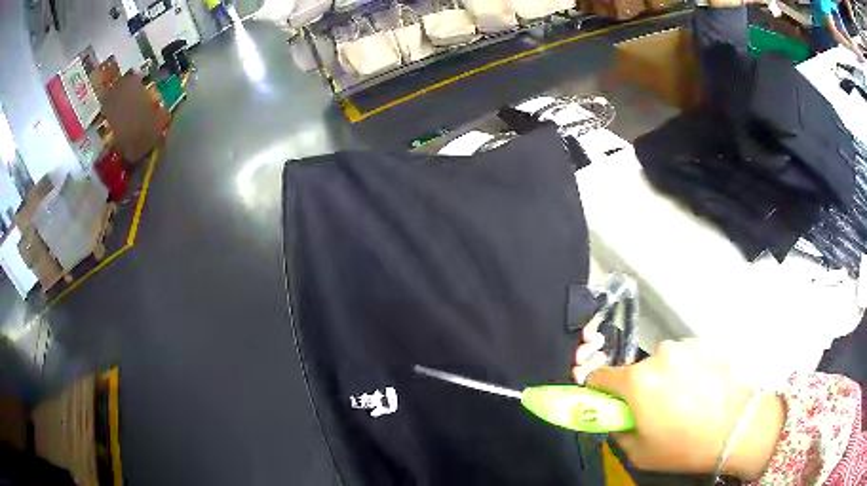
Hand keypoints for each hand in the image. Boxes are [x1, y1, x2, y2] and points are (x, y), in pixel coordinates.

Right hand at [573, 337, 784, 479]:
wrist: (739, 426)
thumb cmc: (686, 445)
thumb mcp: (639, 452)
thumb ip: (618, 432)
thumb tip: (617, 419)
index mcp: (637, 381)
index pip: (599, 375)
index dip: (599, 392)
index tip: (610, 406)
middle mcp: (659, 355)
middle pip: (637, 370)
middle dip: (641, 389)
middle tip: (659, 412)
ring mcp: (686, 345)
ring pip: (664, 362)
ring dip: (668, 378)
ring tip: (689, 401)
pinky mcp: (708, 343)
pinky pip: (688, 357)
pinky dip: (690, 371)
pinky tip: (706, 390)